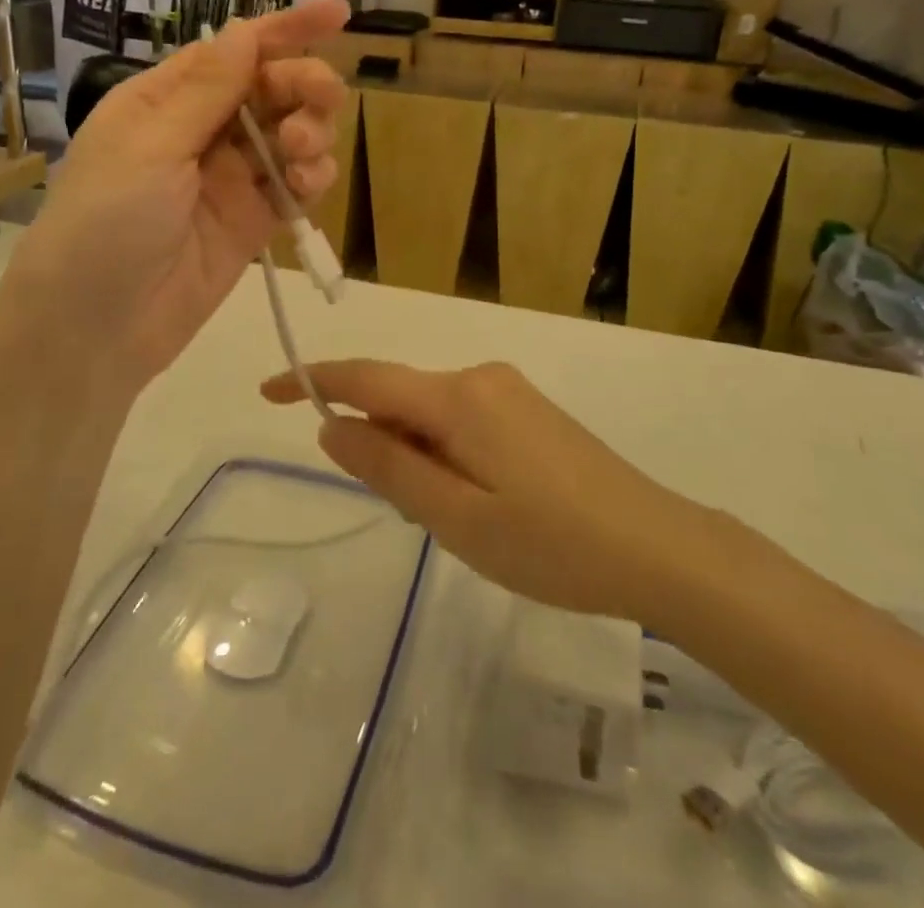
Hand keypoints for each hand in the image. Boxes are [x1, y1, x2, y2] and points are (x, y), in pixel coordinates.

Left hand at [9, 0, 348, 389]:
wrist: (95, 329)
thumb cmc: (104, 224)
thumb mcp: (149, 148)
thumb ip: (205, 92)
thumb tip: (245, 30)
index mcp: (165, 100)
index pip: (234, 51)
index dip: (286, 29)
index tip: (338, 14)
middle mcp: (201, 131)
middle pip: (271, 89)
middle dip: (303, 85)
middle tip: (319, 100)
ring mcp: (230, 178)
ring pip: (291, 135)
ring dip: (310, 133)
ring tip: (302, 154)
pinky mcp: (253, 221)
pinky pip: (294, 186)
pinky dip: (311, 179)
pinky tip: (307, 186)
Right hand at [262, 359, 692, 619]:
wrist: (656, 545)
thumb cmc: (551, 543)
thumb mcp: (456, 517)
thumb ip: (389, 467)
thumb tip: (332, 426)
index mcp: (457, 397)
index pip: (366, 378)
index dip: (313, 380)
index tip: (267, 390)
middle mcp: (479, 377)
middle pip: (401, 399)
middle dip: (385, 448)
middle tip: (418, 517)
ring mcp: (508, 391)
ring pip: (431, 415)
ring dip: (419, 458)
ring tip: (461, 521)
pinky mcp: (528, 410)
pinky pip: (462, 421)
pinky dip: (447, 455)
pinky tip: (483, 503)